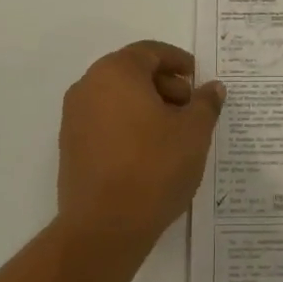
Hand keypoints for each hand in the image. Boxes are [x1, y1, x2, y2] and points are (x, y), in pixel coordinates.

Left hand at [57, 40, 222, 260]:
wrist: (103, 228)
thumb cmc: (153, 167)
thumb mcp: (194, 132)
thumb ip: (205, 103)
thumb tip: (212, 88)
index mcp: (116, 71)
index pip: (150, 52)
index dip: (178, 61)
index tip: (197, 78)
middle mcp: (89, 86)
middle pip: (132, 72)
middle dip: (165, 85)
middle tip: (191, 108)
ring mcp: (74, 118)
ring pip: (118, 98)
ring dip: (147, 106)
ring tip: (174, 134)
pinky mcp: (70, 147)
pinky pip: (105, 122)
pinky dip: (129, 125)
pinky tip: (150, 152)